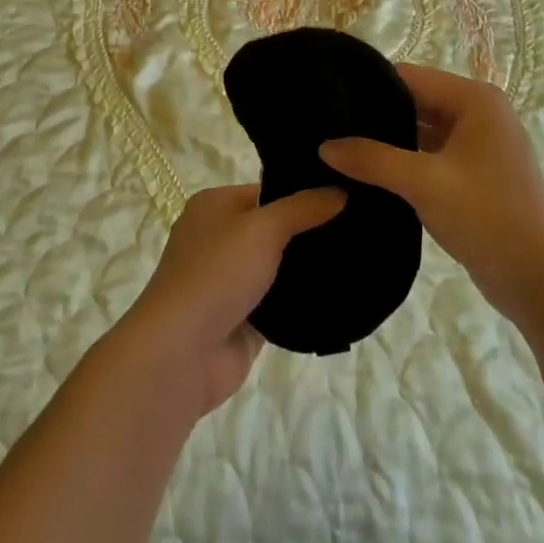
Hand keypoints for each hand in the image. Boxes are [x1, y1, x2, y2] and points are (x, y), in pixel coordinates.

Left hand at [117, 183, 344, 414]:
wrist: (182, 353)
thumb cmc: (217, 273)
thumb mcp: (263, 228)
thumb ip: (303, 208)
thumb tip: (341, 190)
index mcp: (214, 206)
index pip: (267, 189)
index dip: (303, 191)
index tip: (346, 193)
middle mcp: (220, 238)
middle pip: (275, 228)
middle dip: (311, 230)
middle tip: (361, 226)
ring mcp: (231, 281)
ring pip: (280, 267)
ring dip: (309, 267)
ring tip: (360, 256)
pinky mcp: (244, 318)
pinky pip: (280, 302)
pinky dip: (303, 300)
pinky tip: (341, 291)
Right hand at [320, 65, 543, 328]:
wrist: (540, 280)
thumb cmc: (488, 217)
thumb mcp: (425, 183)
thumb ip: (372, 159)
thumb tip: (324, 146)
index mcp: (474, 100)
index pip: (409, 77)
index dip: (369, 86)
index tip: (327, 100)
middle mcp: (477, 114)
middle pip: (414, 102)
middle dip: (375, 116)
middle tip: (325, 128)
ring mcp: (476, 146)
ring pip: (419, 131)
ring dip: (387, 142)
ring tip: (337, 149)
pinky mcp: (472, 175)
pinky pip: (427, 156)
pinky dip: (402, 163)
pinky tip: (365, 174)